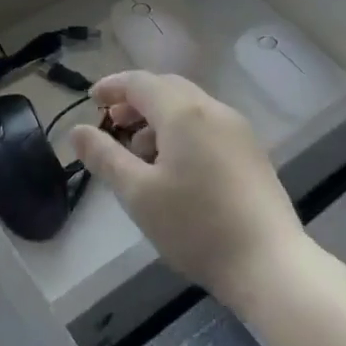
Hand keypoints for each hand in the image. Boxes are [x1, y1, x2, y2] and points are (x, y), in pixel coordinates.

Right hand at [69, 71, 307, 309]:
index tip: (91, 100)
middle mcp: (213, 109)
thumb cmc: (196, 226)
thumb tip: (76, 130)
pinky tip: (175, 168)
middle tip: (113, 123)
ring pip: (190, 107)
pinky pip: (208, 124)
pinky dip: (182, 131)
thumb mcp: (138, 194)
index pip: (140, 82)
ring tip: (139, 152)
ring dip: (159, 117)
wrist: (269, 263)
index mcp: (183, 112)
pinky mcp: (251, 151)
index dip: (112, 86)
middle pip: (167, 88)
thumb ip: (104, 157)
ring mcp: (238, 129)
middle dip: (136, 101)